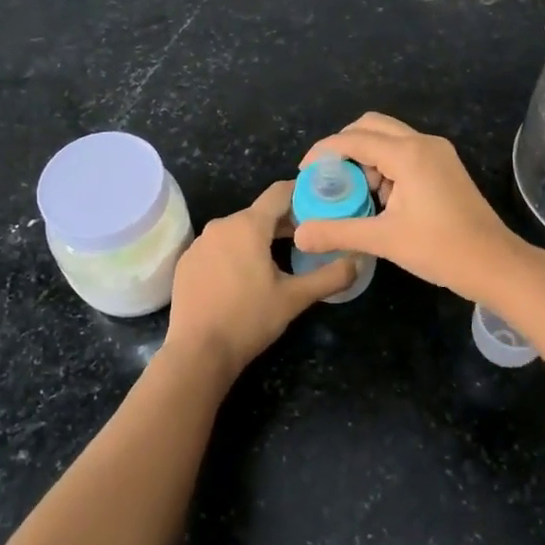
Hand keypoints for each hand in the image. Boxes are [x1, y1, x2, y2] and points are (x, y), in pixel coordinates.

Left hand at [164, 180, 355, 382]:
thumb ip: (330, 276)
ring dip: (259, 239)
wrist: (198, 352)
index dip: (302, 194)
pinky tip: (244, 279)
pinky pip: (218, 247)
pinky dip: (235, 253)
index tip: (320, 206)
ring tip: (278, 261)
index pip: (280, 192)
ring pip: (237, 230)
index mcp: (248, 225)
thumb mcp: (295, 298)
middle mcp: (221, 225)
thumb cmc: (249, 319)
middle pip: (259, 213)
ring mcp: (200, 243)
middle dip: (284, 222)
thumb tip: (357, 262)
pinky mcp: (187, 262)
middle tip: (307, 241)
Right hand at [293, 113, 525, 302]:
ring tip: (355, 192)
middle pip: (371, 125)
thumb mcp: (384, 240)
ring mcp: (438, 152)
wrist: (495, 264)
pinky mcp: (445, 166)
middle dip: (344, 146)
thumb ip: (338, 232)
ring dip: (366, 156)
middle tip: (327, 176)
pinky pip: (405, 151)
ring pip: (390, 138)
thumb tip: (300, 234)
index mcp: (407, 154)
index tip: (304, 172)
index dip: (324, 152)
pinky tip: (381, 198)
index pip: (353, 139)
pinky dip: (385, 164)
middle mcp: (423, 143)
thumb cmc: (440, 249)